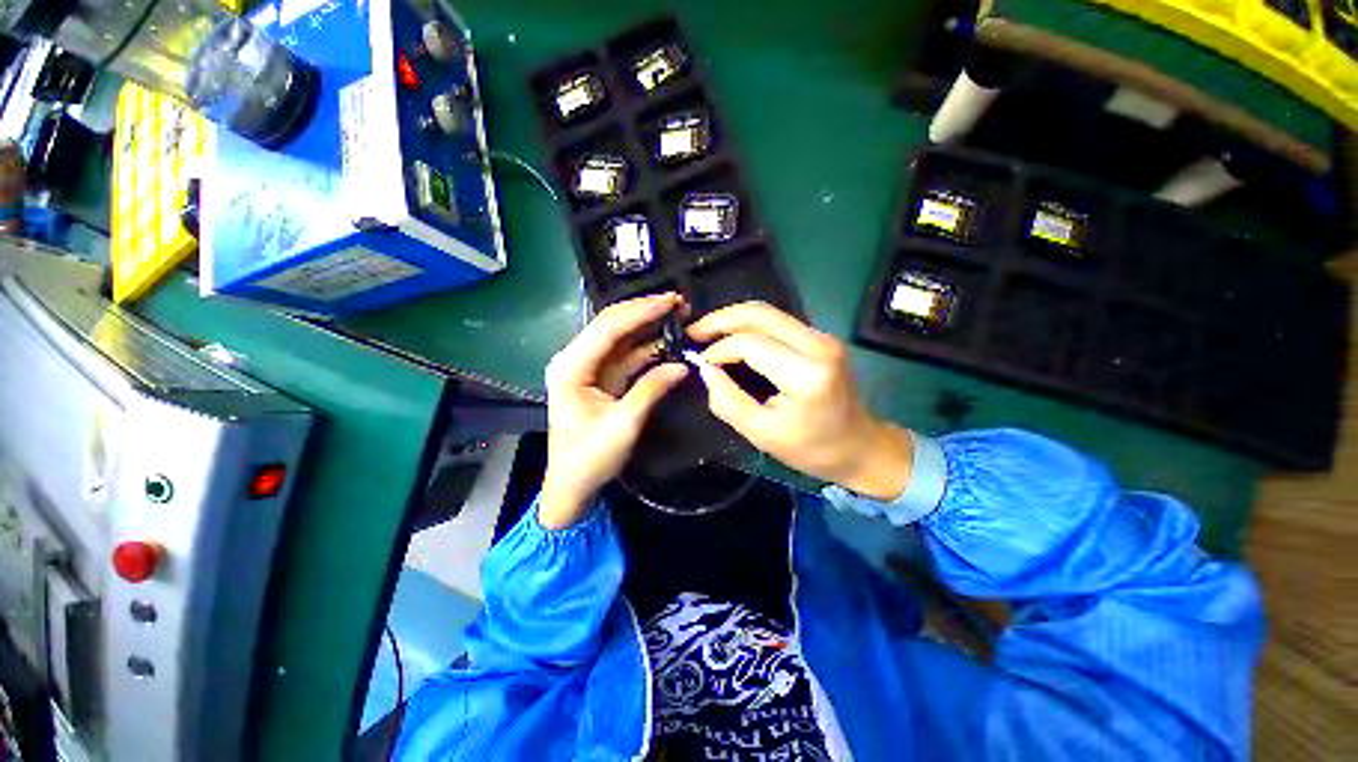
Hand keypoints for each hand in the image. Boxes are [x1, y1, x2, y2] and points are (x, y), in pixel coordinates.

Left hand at [540, 293, 689, 528]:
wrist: (572, 485)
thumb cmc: (589, 458)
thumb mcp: (623, 425)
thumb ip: (651, 390)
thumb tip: (682, 366)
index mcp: (571, 367)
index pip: (608, 328)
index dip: (641, 311)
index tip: (671, 300)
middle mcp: (575, 360)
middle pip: (613, 326)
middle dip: (645, 312)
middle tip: (678, 302)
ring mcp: (588, 368)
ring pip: (621, 338)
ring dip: (648, 326)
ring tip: (677, 315)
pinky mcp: (601, 378)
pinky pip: (626, 355)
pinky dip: (646, 347)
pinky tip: (667, 340)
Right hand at [687, 302, 912, 499]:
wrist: (862, 447)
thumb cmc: (812, 449)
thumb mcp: (762, 434)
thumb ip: (728, 401)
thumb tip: (706, 369)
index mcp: (806, 375)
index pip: (750, 344)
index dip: (718, 349)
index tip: (699, 363)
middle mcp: (818, 345)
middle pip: (760, 313)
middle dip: (720, 319)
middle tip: (694, 332)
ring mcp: (823, 337)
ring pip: (768, 313)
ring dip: (734, 319)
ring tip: (707, 334)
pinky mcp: (822, 338)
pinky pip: (778, 322)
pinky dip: (750, 326)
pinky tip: (733, 337)